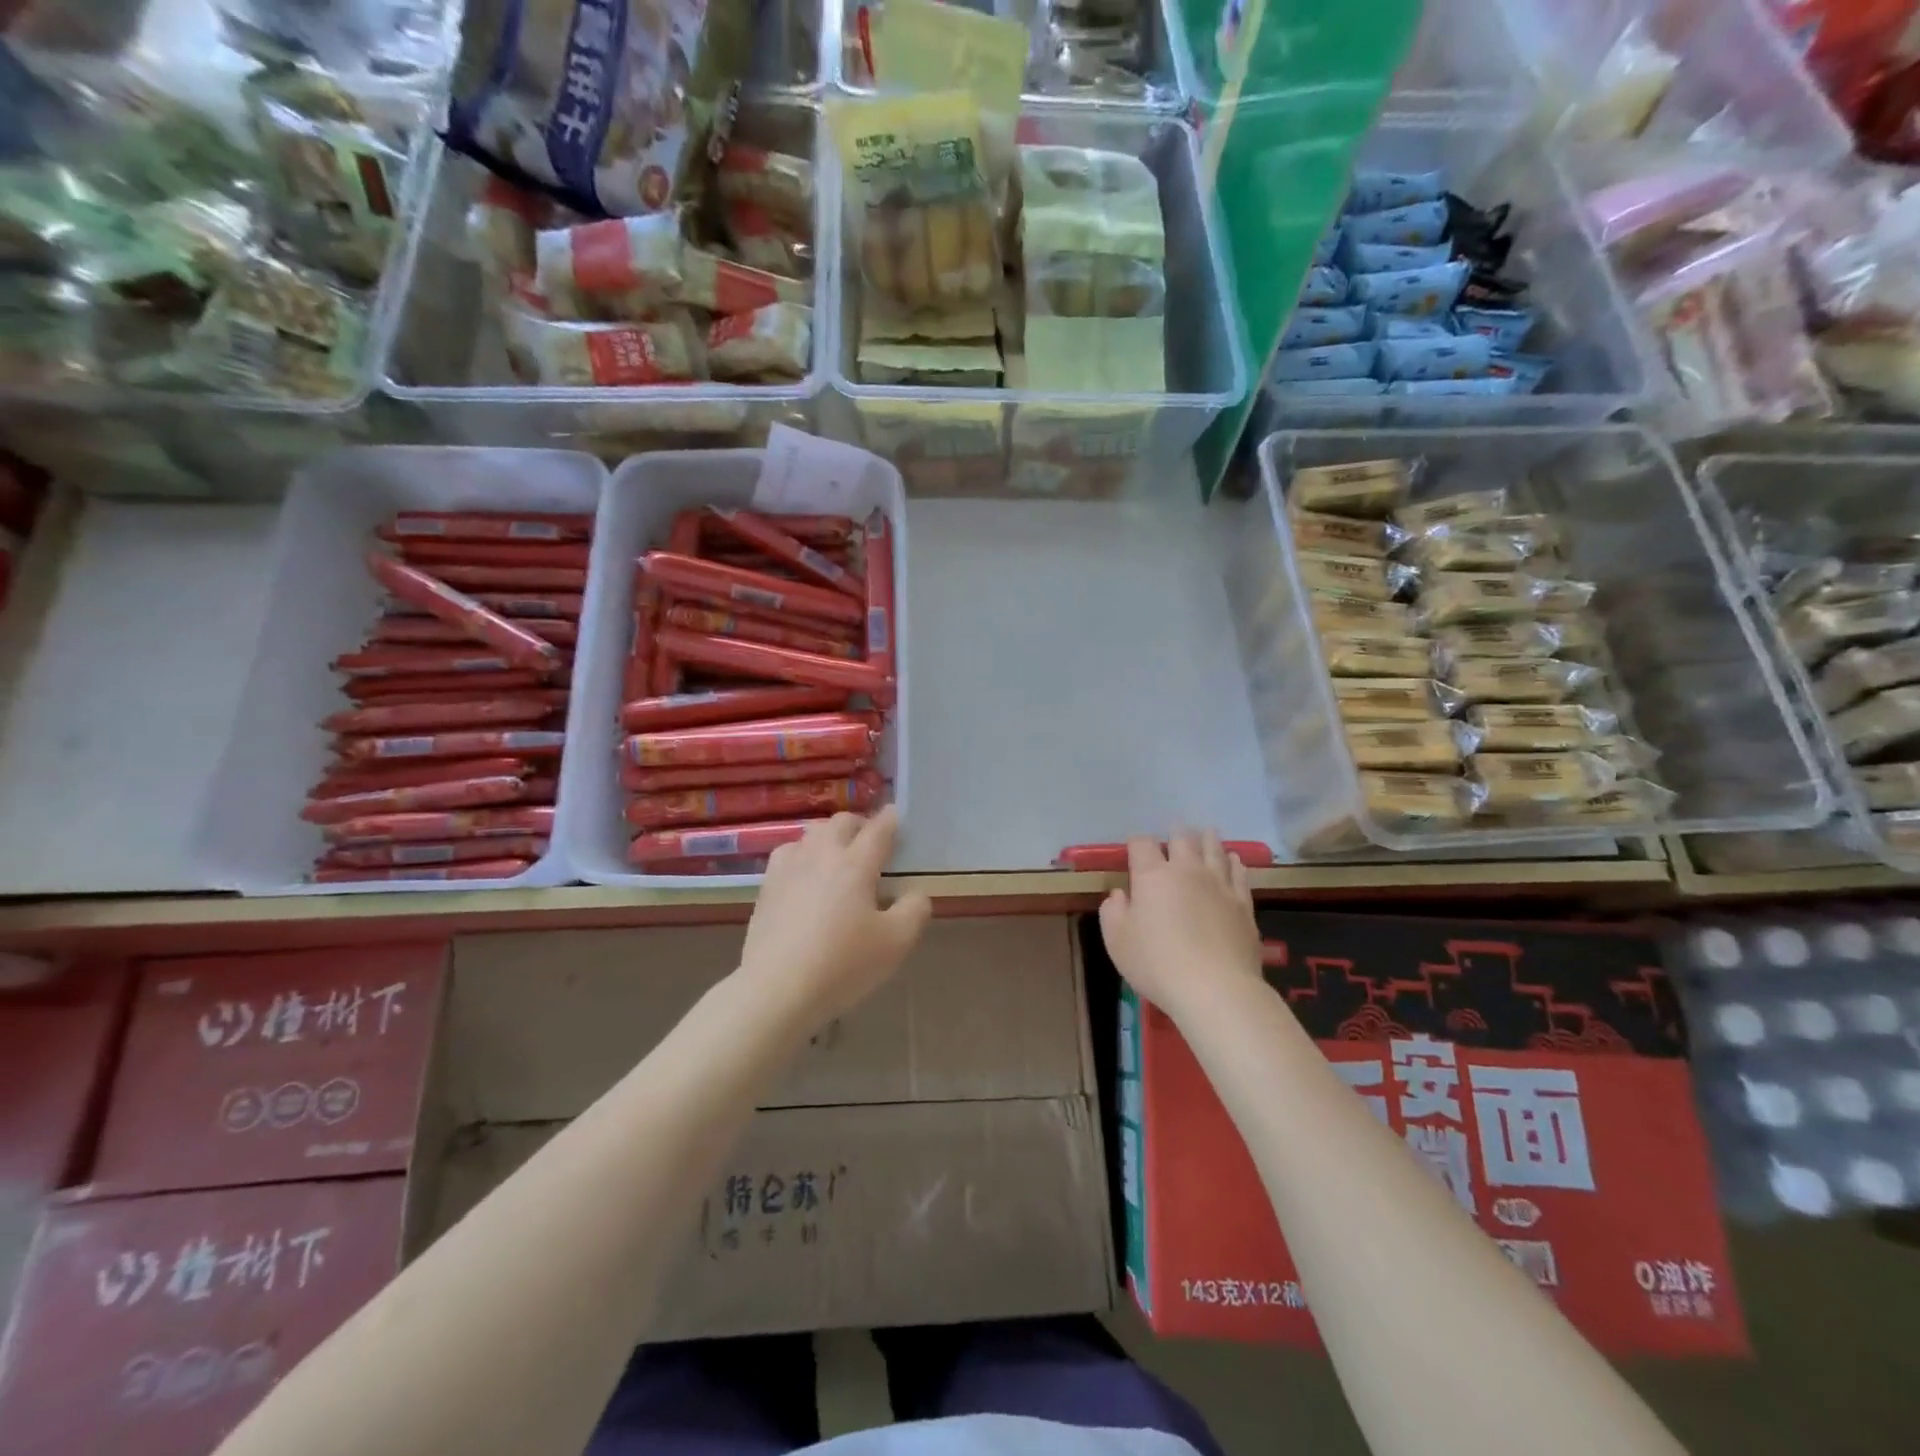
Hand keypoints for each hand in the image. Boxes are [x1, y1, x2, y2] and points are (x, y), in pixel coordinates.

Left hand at [737, 807, 931, 1030]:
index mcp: (856, 864)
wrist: (777, 990)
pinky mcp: (767, 887)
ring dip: (829, 836)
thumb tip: (916, 892)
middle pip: (841, 822)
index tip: (897, 816)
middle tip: (871, 843)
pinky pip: (787, 853)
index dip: (891, 819)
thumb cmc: (843, 964)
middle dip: (860, 825)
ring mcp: (789, 868)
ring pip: (811, 833)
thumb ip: (914, 910)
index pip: (878, 829)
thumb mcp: (896, 943)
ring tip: (837, 856)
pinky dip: (802, 854)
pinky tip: (804, 874)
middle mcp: (822, 855)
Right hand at [1098, 831, 1261, 1021]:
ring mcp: (1219, 884)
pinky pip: (1239, 873)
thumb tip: (1119, 895)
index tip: (1133, 849)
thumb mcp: (1117, 941)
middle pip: (1182, 839)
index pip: (1142, 845)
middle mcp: (1187, 870)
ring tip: (1206, 833)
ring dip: (1208, 840)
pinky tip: (1234, 860)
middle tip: (1174, 832)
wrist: (1215, 989)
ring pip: (1214, 850)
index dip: (1136, 843)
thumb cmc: (1157, 964)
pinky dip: (1234, 862)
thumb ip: (1113, 912)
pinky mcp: (1243, 903)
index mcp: (1153, 875)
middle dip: (1175, 833)